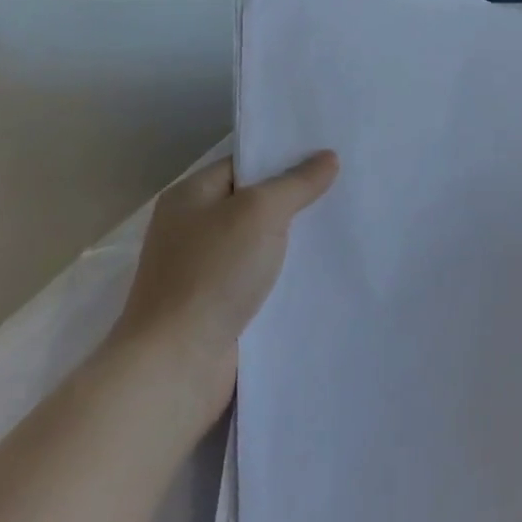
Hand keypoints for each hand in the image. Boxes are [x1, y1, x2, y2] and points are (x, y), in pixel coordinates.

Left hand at [116, 151, 337, 416]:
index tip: (328, 158)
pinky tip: (319, 274)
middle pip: (253, 203)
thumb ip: (296, 183)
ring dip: (293, 242)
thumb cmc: (213, 274)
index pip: (244, 164)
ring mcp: (202, 270)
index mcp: (190, 196)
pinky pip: (258, 279)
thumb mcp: (260, 214)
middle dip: (295, 200)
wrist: (177, 364)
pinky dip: (284, 276)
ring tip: (342, 229)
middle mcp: (192, 228)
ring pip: (259, 244)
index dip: (284, 159)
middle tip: (345, 190)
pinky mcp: (217, 306)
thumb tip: (327, 157)